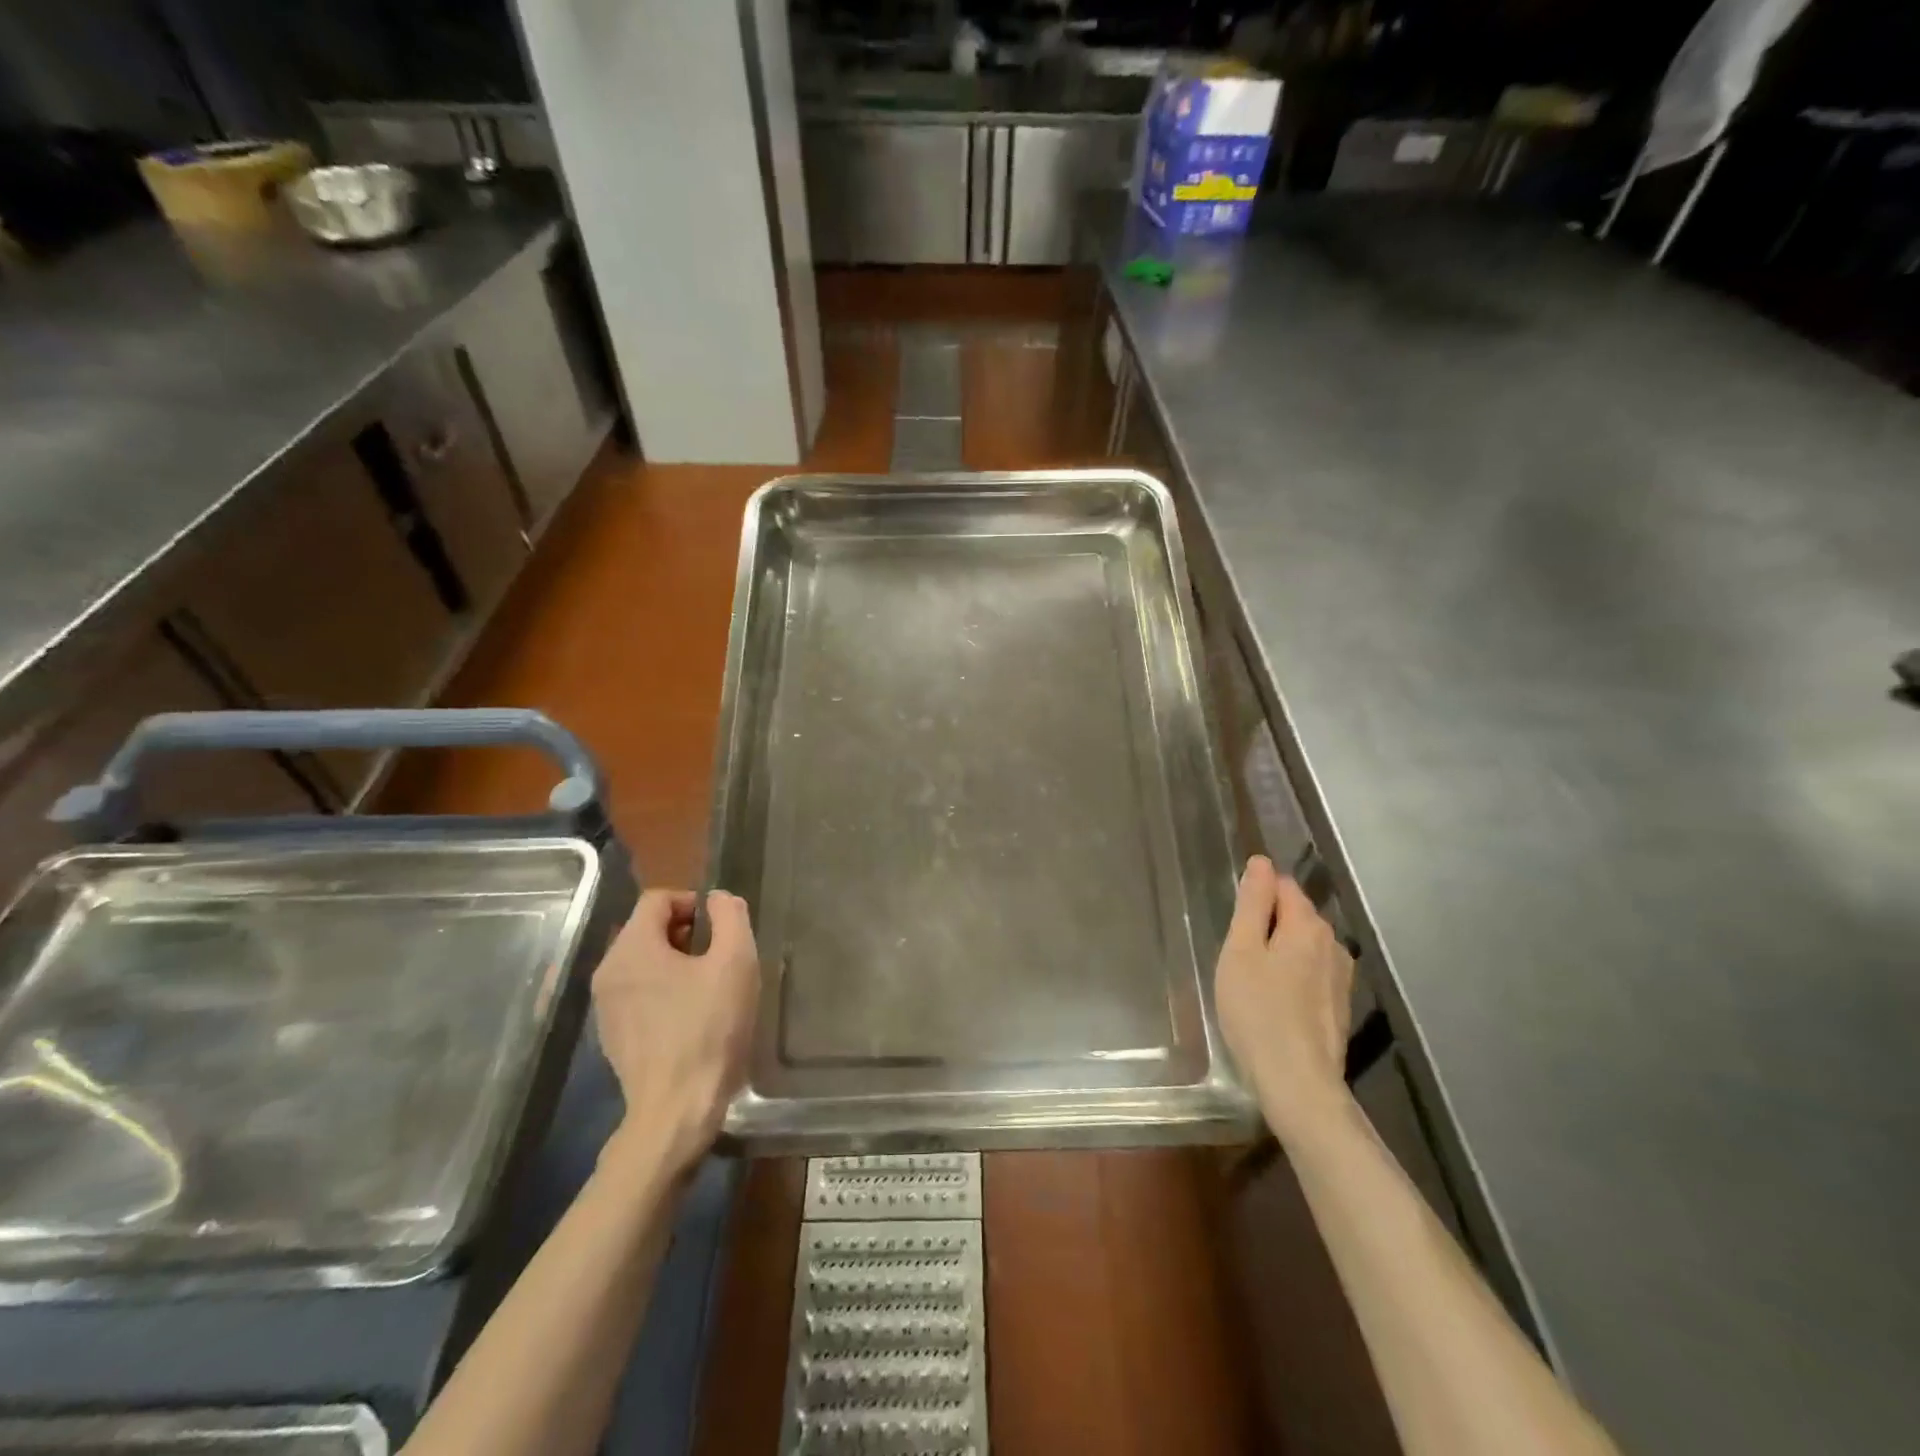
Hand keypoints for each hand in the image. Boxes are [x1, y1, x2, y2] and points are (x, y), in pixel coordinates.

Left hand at [591, 888, 759, 1173]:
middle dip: (686, 933)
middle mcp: (608, 970)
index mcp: (632, 947)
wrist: (676, 1110)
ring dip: (676, 963)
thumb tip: (719, 899)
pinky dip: (662, 991)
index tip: (720, 930)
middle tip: (718, 959)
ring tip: (707, 989)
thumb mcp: (735, 962)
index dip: (693, 903)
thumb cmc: (709, 1029)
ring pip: (643, 961)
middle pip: (647, 928)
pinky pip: (637, 992)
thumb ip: (730, 916)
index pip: (658, 898)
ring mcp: (605, 1006)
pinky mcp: (611, 1034)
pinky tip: (689, 1017)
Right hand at [1215, 855, 1355, 1144]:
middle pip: (1296, 914)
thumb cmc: (1257, 1011)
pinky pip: (1311, 972)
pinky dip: (1292, 975)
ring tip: (1252, 980)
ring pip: (1304, 945)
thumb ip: (1252, 903)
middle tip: (1236, 955)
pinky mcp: (1340, 1005)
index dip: (1255, 895)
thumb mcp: (1241, 950)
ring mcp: (1341, 976)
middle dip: (1267, 923)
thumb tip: (1261, 862)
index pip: (1282, 885)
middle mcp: (1332, 943)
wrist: (1298, 1082)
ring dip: (1280, 951)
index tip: (1234, 923)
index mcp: (1307, 924)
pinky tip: (1274, 1002)